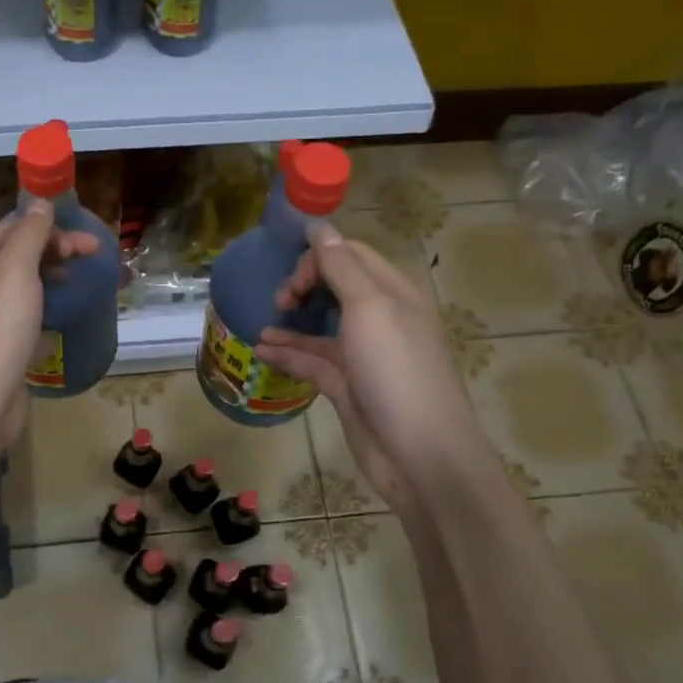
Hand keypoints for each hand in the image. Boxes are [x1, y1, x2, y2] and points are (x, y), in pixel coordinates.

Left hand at [0, 201, 100, 456]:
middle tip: (92, 260)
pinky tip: (60, 318)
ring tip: (79, 285)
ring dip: (51, 279)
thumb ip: (29, 235)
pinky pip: (23, 318)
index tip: (89, 243)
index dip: (51, 228)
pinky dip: (44, 311)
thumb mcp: (15, 272)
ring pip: (22, 287)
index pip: (13, 226)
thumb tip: (40, 203)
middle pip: (18, 254)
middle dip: (55, 251)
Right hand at [256, 223, 472, 515]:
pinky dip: (289, 353)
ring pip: (322, 325)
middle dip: (304, 284)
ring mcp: (364, 355)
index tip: (292, 276)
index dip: (320, 257)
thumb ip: (341, 267)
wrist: (419, 454)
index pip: (352, 256)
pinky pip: (313, 361)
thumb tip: (319, 227)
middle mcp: (381, 319)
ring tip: (265, 320)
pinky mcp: (348, 386)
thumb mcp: (370, 309)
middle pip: (336, 286)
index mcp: (394, 293)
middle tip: (281, 300)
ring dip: (292, 319)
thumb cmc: (397, 372)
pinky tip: (262, 349)